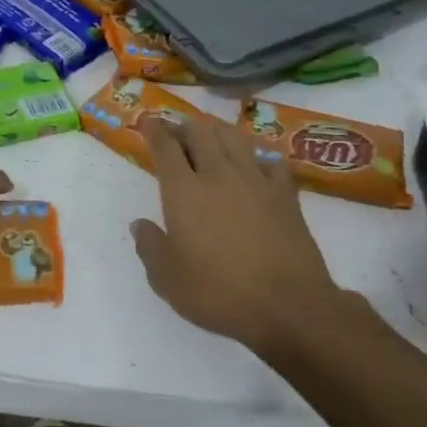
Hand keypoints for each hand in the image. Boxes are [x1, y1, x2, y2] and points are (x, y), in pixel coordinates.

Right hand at [132, 115, 365, 355]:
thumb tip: (139, 224)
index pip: (165, 146)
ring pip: (234, 136)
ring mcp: (256, 179)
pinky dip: (257, 157)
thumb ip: (149, 247)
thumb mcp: (167, 280)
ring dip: (218, 130)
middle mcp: (218, 174)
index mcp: (183, 191)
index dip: (154, 129)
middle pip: (200, 131)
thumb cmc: (218, 293)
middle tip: (177, 133)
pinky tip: (255, 166)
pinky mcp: (285, 193)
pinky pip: (270, 160)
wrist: (287, 305)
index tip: (148, 121)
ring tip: (211, 136)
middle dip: (184, 125)